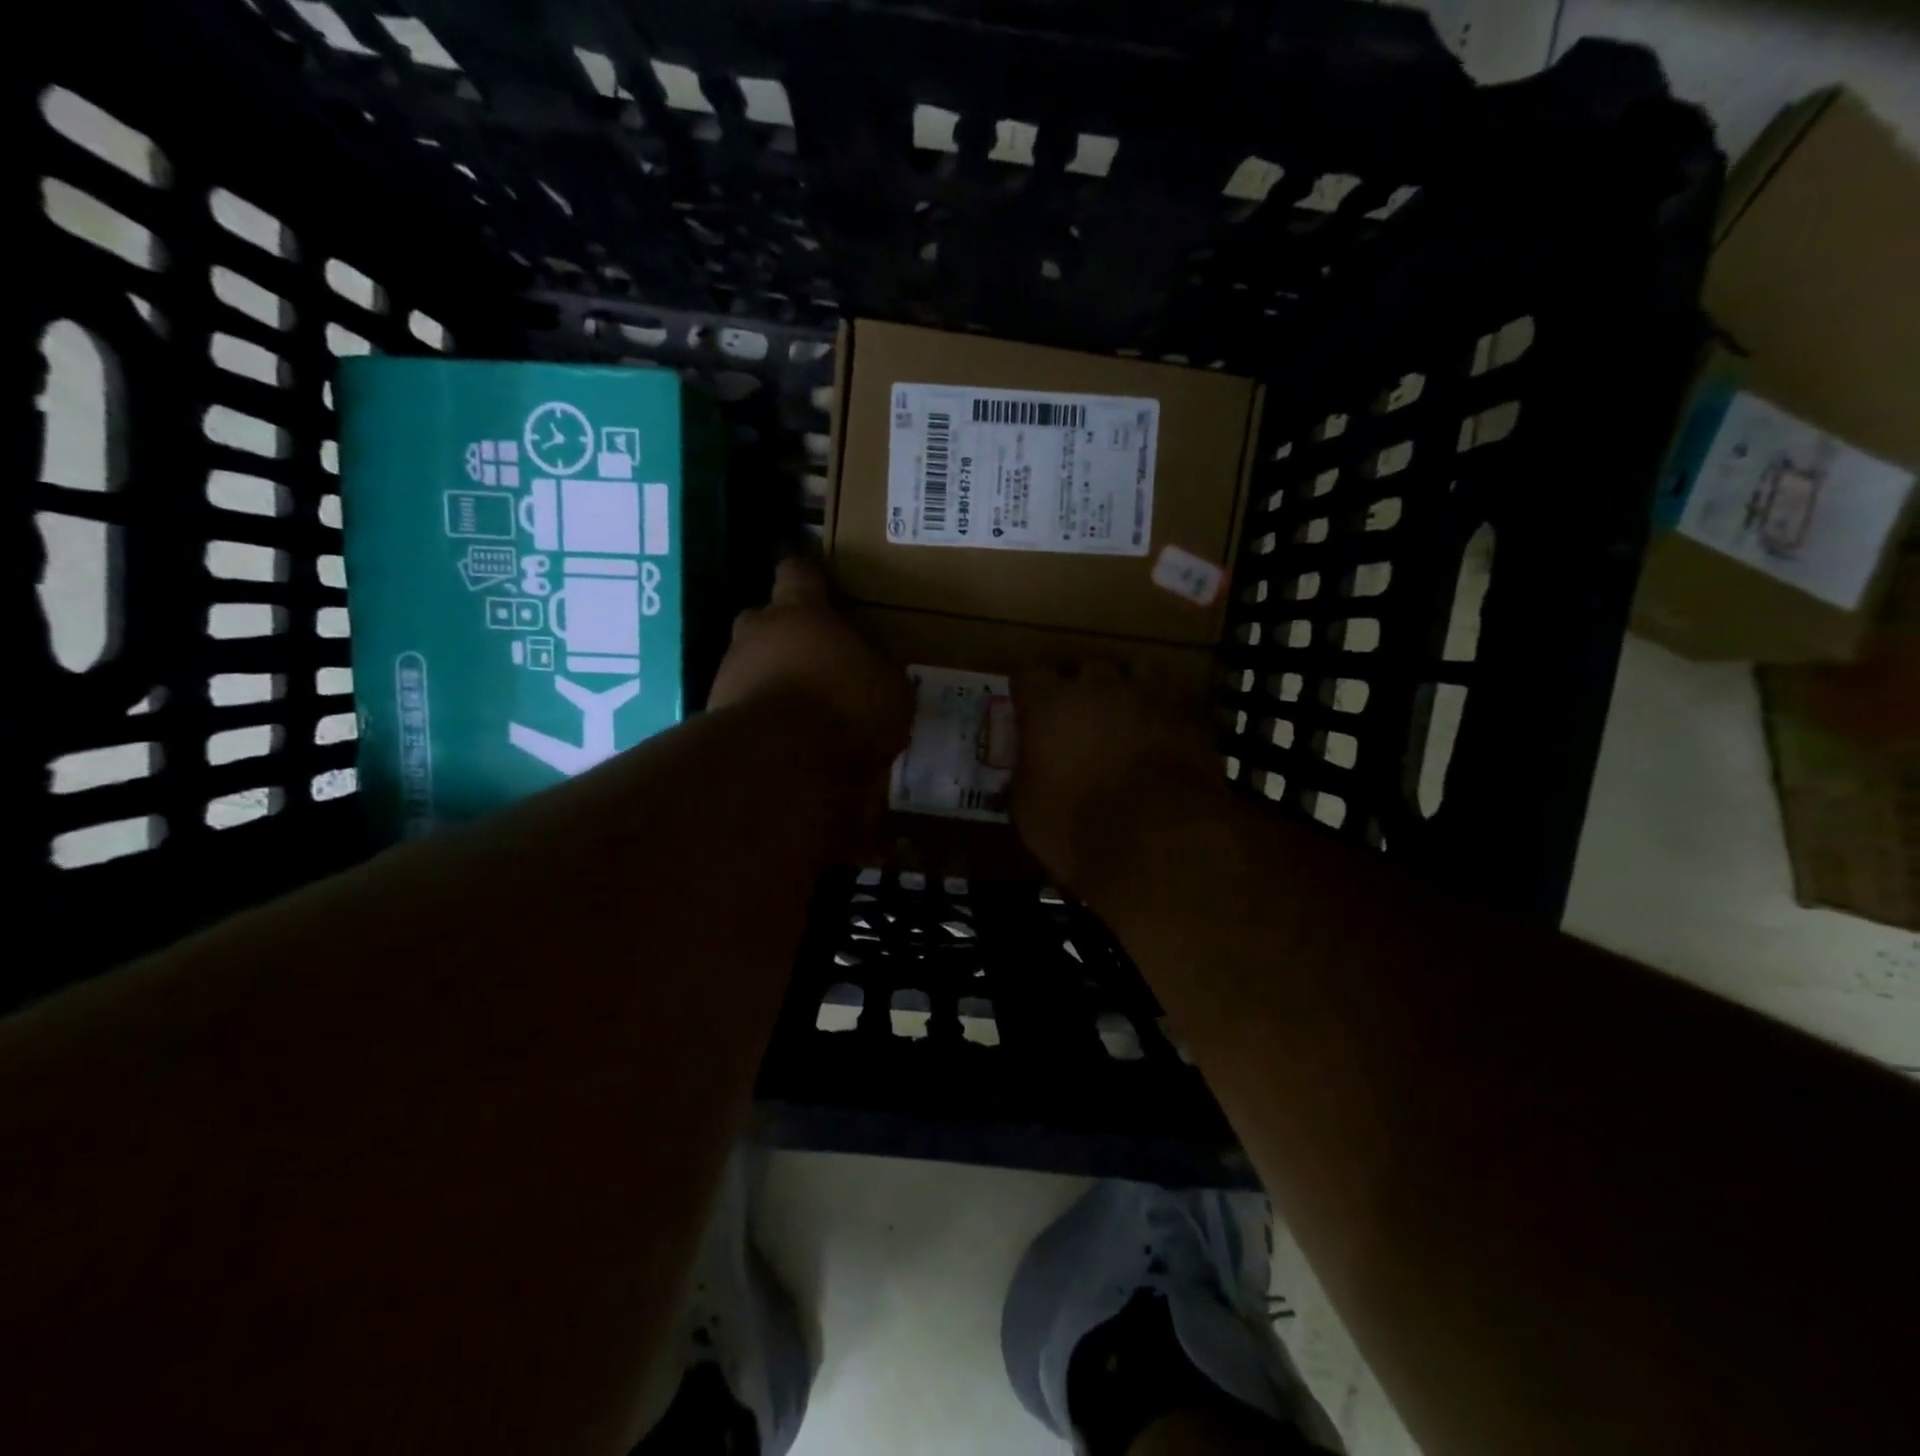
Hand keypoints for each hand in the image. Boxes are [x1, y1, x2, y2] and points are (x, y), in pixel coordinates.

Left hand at [708, 556, 911, 774]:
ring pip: (753, 666)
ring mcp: (729, 674)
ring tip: (806, 710)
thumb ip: (879, 671)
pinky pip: (747, 708)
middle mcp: (757, 632)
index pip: (798, 572)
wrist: (780, 760)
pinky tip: (790, 743)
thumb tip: (875, 673)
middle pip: (766, 619)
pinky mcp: (717, 716)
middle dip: (786, 634)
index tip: (811, 574)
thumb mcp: (889, 688)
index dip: (806, 572)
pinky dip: (766, 719)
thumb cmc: (844, 704)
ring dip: (774, 681)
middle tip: (816, 656)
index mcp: (800, 610)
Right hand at [1010, 661, 1225, 898]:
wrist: (1160, 840)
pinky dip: (1167, 711)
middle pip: (1085, 667)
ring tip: (1129, 712)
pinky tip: (1166, 732)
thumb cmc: (1078, 828)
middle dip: (1081, 688)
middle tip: (1080, 718)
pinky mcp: (1191, 715)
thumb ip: (1026, 774)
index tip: (1029, 709)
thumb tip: (1029, 767)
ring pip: (1138, 668)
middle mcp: (1098, 687)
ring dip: (1130, 686)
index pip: (1029, 674)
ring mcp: (1149, 695)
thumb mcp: (1028, 811)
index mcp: (1049, 705)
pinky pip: (1176, 698)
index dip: (1029, 692)